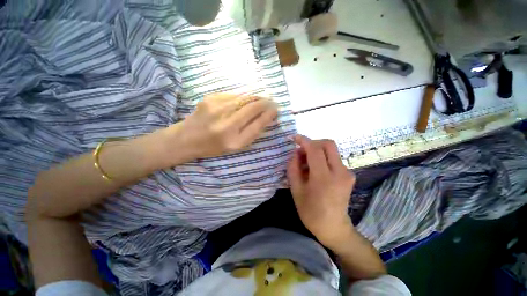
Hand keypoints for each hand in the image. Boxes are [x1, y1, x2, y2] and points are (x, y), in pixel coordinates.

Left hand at [169, 94, 277, 161]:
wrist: (187, 138)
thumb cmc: (214, 146)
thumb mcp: (235, 146)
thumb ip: (251, 133)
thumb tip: (266, 117)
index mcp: (234, 141)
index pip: (258, 124)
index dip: (269, 115)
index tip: (276, 110)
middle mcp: (227, 125)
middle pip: (253, 108)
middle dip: (266, 103)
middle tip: (272, 101)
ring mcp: (217, 110)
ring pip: (244, 98)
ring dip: (256, 98)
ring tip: (262, 99)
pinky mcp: (210, 99)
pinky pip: (233, 95)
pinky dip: (243, 97)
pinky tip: (244, 100)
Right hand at [287, 135, 355, 248]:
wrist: (334, 228)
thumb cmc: (311, 212)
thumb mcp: (296, 190)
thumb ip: (293, 168)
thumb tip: (295, 153)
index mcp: (324, 178)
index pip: (315, 149)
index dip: (304, 140)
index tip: (295, 138)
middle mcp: (340, 172)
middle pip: (328, 144)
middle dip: (313, 143)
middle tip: (302, 152)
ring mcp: (347, 173)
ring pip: (331, 150)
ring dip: (317, 151)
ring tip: (306, 163)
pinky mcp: (349, 174)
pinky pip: (334, 158)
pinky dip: (323, 158)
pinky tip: (315, 169)